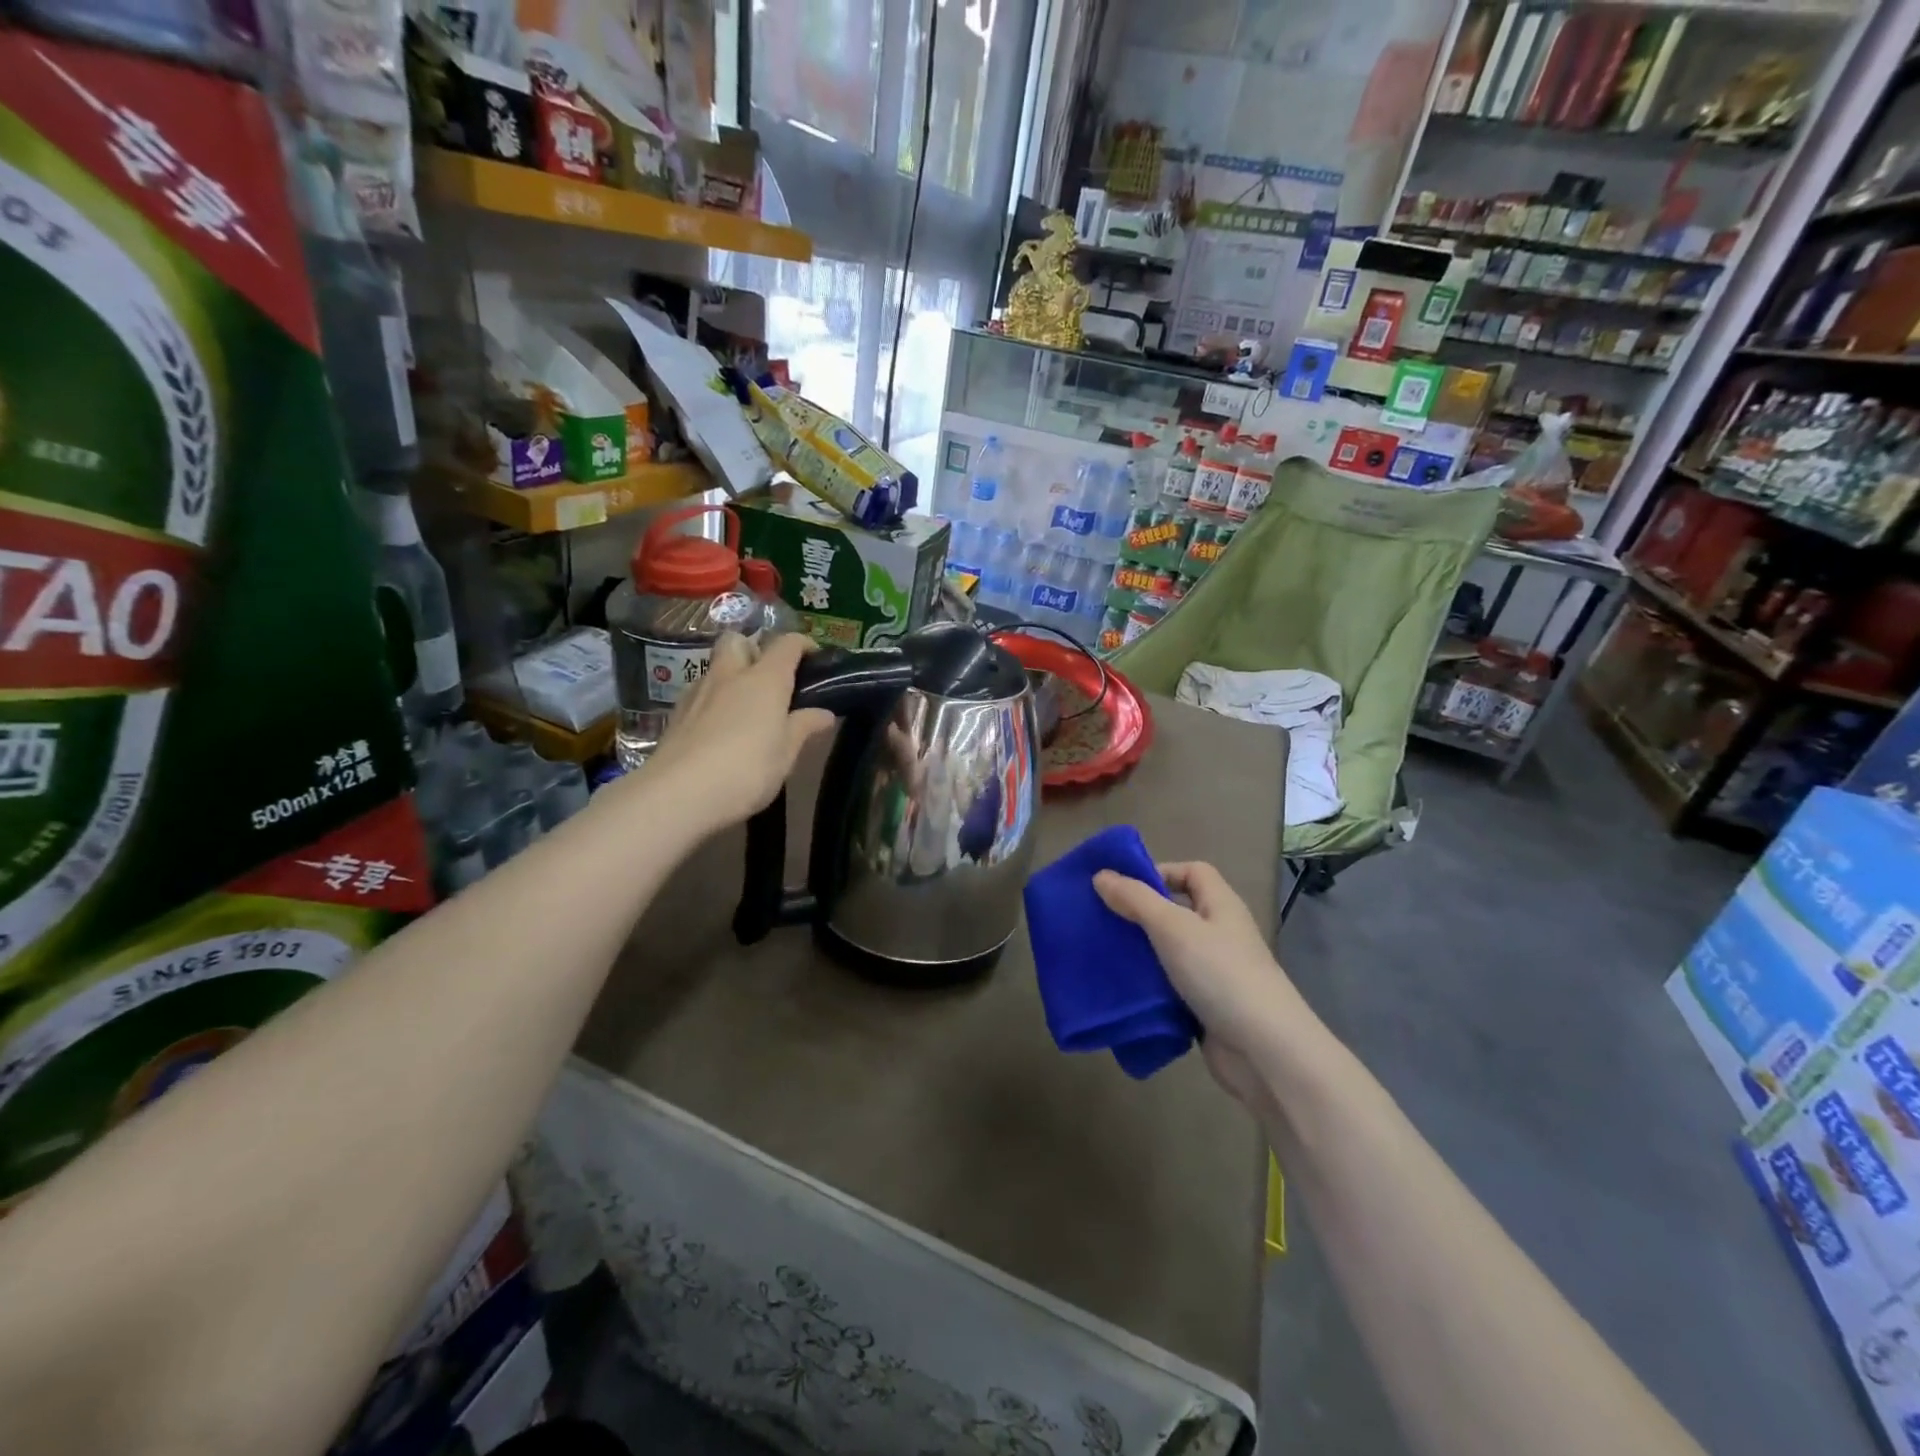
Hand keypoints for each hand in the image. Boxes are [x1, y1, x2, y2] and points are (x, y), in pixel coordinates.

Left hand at [644, 633, 836, 832]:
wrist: (678, 793)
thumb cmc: (746, 770)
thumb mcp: (786, 754)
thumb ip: (804, 727)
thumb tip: (824, 713)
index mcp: (765, 679)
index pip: (787, 643)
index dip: (804, 644)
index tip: (815, 659)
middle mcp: (730, 675)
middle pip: (739, 640)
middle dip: (755, 648)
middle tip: (771, 679)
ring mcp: (698, 692)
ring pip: (716, 666)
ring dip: (733, 676)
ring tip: (747, 709)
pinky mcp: (677, 713)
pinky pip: (701, 693)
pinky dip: (715, 700)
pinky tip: (721, 728)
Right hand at [1094, 862, 1325, 1111]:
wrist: (1264, 1051)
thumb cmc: (1220, 974)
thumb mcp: (1172, 928)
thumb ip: (1135, 899)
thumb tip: (1101, 875)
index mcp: (1220, 905)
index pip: (1192, 872)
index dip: (1160, 872)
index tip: (1122, 888)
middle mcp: (1220, 933)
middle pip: (1177, 911)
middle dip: (1141, 914)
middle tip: (1103, 921)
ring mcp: (1215, 972)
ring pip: (1170, 952)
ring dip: (1142, 953)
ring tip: (1103, 954)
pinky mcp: (1206, 1006)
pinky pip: (1171, 987)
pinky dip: (1150, 988)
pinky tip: (1123, 991)